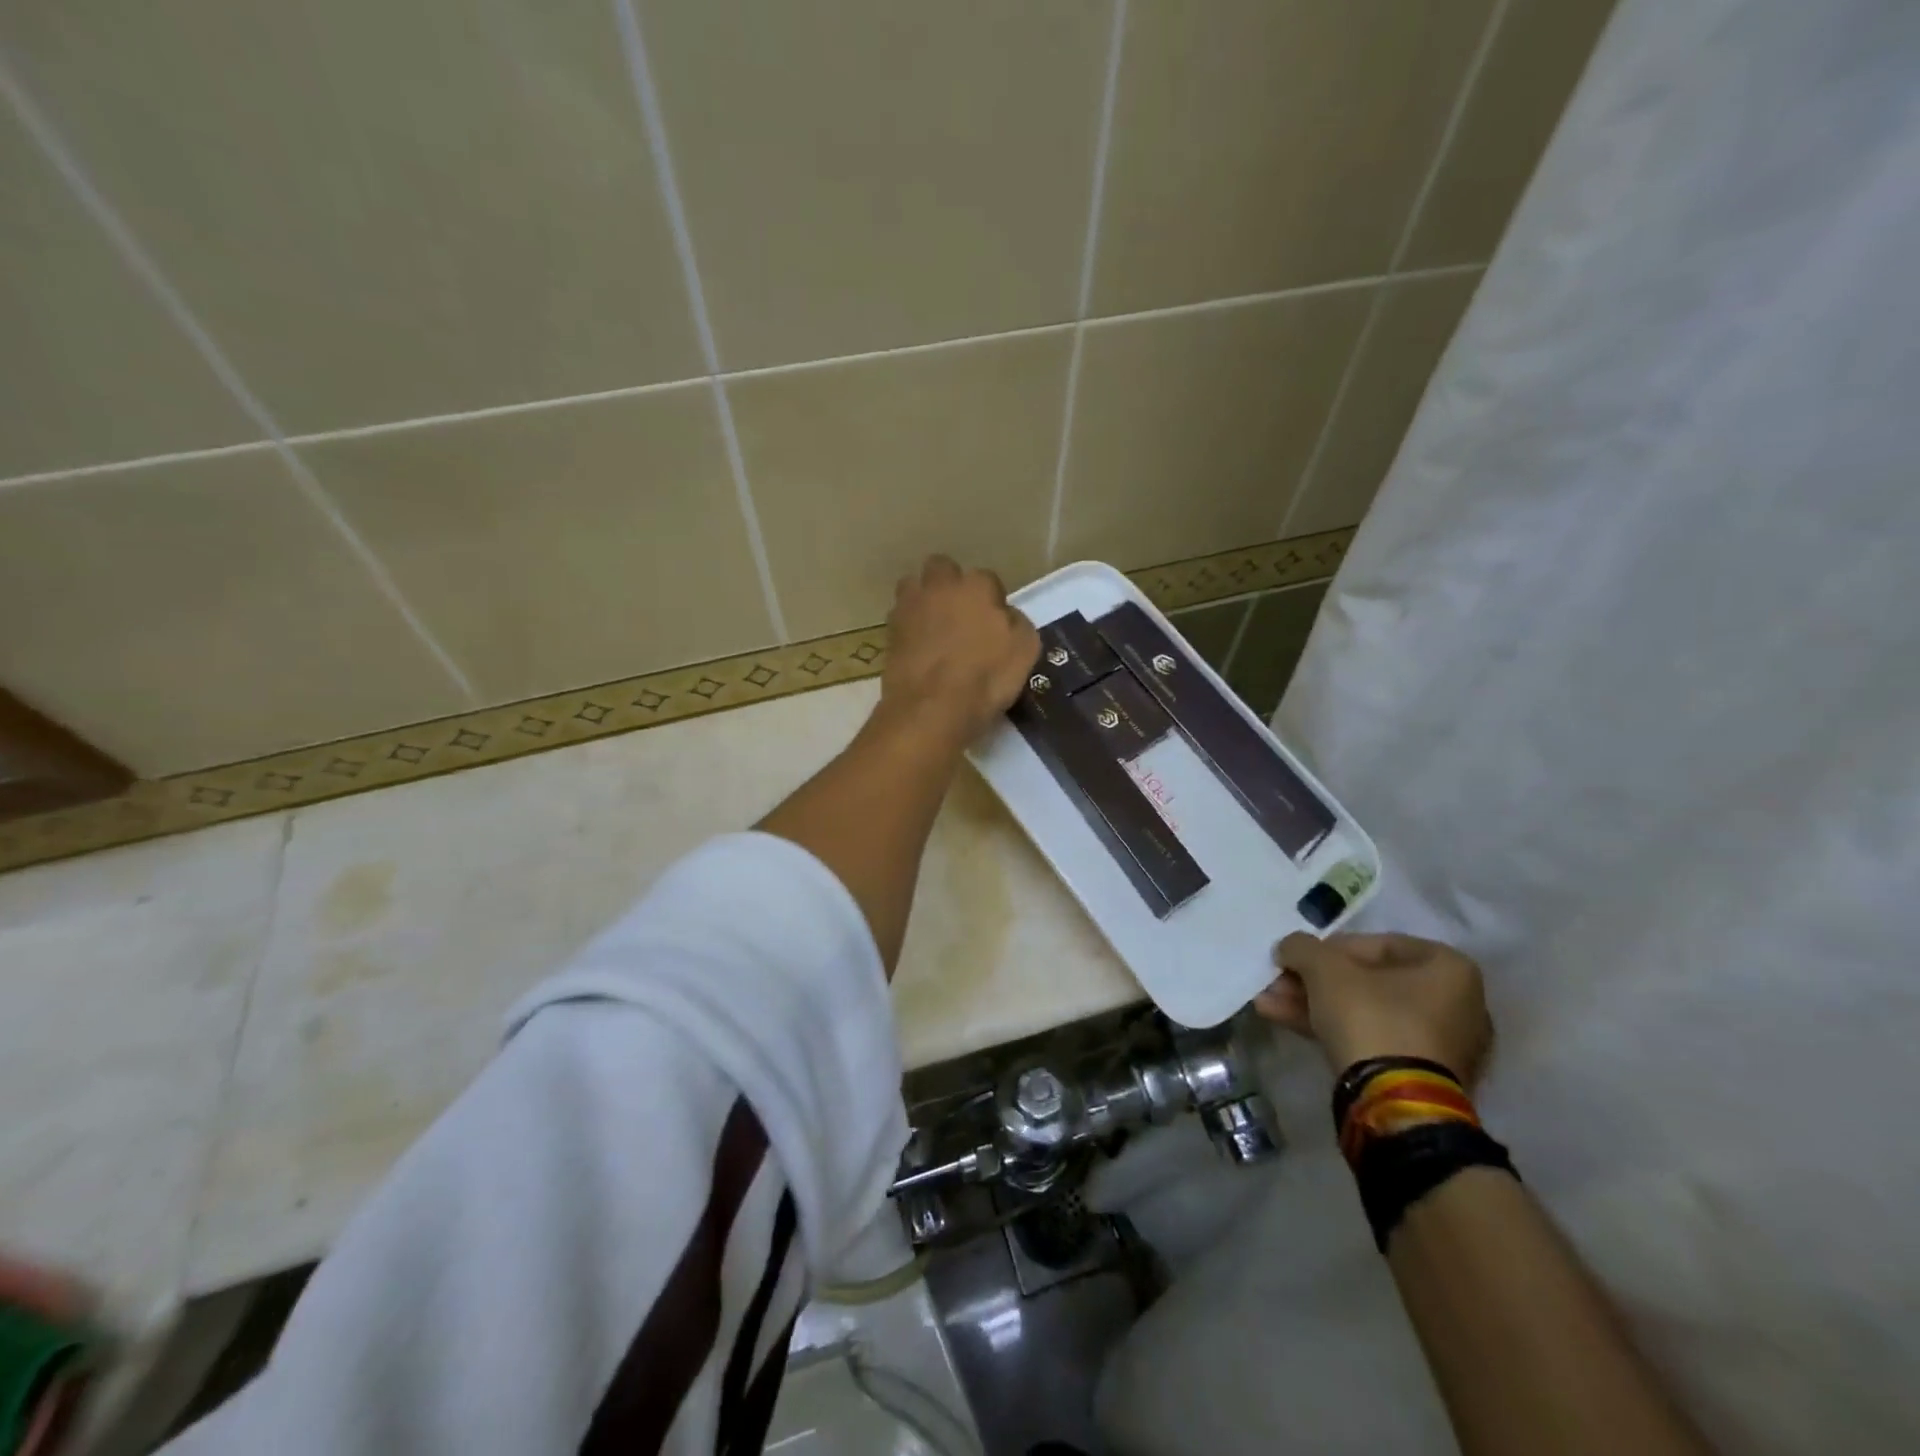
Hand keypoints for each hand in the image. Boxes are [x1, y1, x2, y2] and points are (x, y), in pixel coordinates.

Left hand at [881, 555, 1039, 745]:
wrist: (931, 709)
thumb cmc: (985, 678)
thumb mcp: (1024, 651)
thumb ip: (1016, 623)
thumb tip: (1005, 615)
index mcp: (977, 586)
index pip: (987, 579)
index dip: (991, 599)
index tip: (993, 622)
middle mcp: (940, 586)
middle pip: (943, 569)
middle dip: (950, 584)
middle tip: (960, 614)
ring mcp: (910, 606)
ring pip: (914, 586)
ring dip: (923, 599)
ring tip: (933, 626)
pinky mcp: (889, 631)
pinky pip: (900, 617)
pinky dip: (909, 626)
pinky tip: (918, 647)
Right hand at [1254, 932, 1492, 1084]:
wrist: (1395, 1102)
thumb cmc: (1370, 1016)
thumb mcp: (1325, 969)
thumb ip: (1302, 947)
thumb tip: (1289, 947)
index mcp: (1448, 968)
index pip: (1377, 944)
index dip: (1328, 948)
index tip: (1298, 958)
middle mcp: (1456, 1003)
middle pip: (1367, 981)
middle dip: (1314, 981)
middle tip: (1278, 981)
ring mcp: (1440, 1045)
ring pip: (1364, 1012)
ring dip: (1313, 1003)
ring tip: (1267, 1001)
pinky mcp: (1421, 1076)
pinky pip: (1371, 1039)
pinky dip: (1331, 1028)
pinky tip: (1283, 1020)